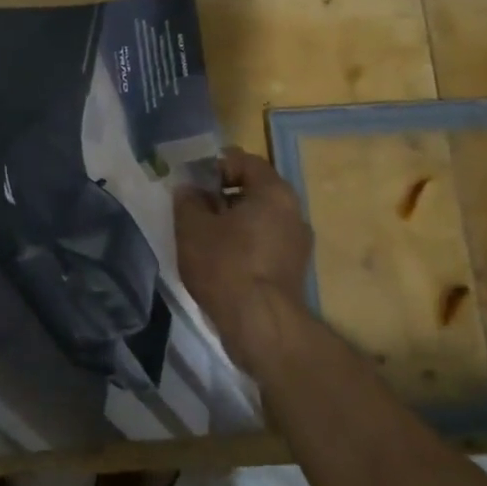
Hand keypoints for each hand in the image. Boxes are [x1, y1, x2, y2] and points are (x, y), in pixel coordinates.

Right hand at [174, 147, 313, 372]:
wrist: (260, 324)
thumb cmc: (225, 265)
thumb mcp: (192, 227)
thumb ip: (188, 200)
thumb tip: (190, 190)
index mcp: (274, 192)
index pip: (245, 161)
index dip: (216, 166)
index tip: (193, 181)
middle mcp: (294, 211)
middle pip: (255, 190)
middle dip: (223, 195)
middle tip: (194, 208)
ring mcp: (298, 243)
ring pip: (260, 219)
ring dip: (234, 222)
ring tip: (204, 237)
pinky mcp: (293, 270)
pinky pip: (265, 244)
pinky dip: (245, 245)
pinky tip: (221, 262)